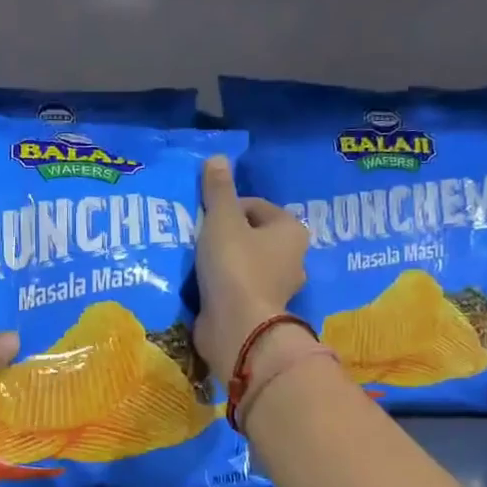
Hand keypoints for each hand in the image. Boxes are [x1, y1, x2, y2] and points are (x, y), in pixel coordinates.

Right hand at [194, 154, 308, 378]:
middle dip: (224, 235)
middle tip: (196, 238)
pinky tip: (200, 286)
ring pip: (244, 264)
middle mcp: (292, 259)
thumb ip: (218, 190)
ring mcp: (277, 289)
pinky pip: (236, 289)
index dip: (226, 207)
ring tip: (194, 262)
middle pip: (251, 236)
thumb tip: (218, 158)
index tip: (203, 217)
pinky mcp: (259, 312)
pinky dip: (221, 286)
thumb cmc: (235, 266)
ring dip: (221, 262)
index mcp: (291, 232)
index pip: (256, 206)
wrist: (237, 328)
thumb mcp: (222, 220)